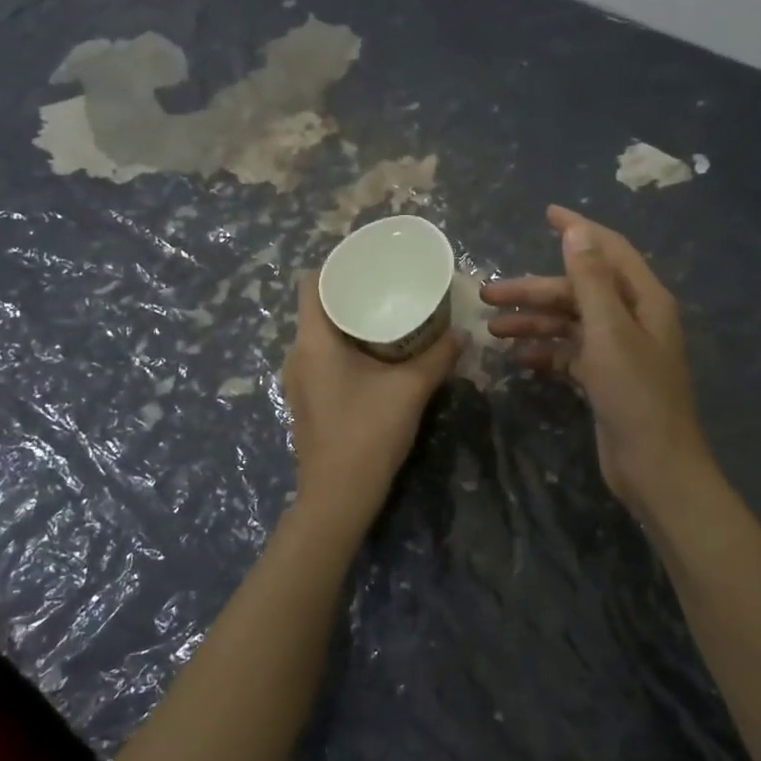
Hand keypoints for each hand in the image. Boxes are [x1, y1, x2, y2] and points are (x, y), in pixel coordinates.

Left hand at [280, 270, 461, 526]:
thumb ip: (438, 357)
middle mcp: (298, 354)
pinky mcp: (308, 400)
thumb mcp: (411, 390)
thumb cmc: (368, 434)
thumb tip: (462, 333)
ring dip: (351, 323)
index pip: (310, 283)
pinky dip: (347, 347)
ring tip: (389, 318)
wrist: (338, 498)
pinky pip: (323, 358)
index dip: (336, 266)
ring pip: (321, 335)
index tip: (370, 263)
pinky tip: (378, 356)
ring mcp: (299, 380)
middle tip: (390, 287)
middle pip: (317, 307)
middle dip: (352, 293)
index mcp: (313, 341)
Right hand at [482, 206, 713, 519]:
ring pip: (570, 323)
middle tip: (488, 295)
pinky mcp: (605, 379)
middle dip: (535, 291)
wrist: (655, 467)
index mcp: (644, 300)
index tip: (546, 213)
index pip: (608, 251)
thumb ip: (591, 281)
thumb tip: (577, 231)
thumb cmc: (635, 395)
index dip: (578, 230)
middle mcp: (633, 319)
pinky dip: (546, 352)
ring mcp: (619, 350)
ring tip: (493, 330)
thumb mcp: (610, 332)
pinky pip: (570, 354)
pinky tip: (519, 358)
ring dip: (534, 323)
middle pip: (579, 291)